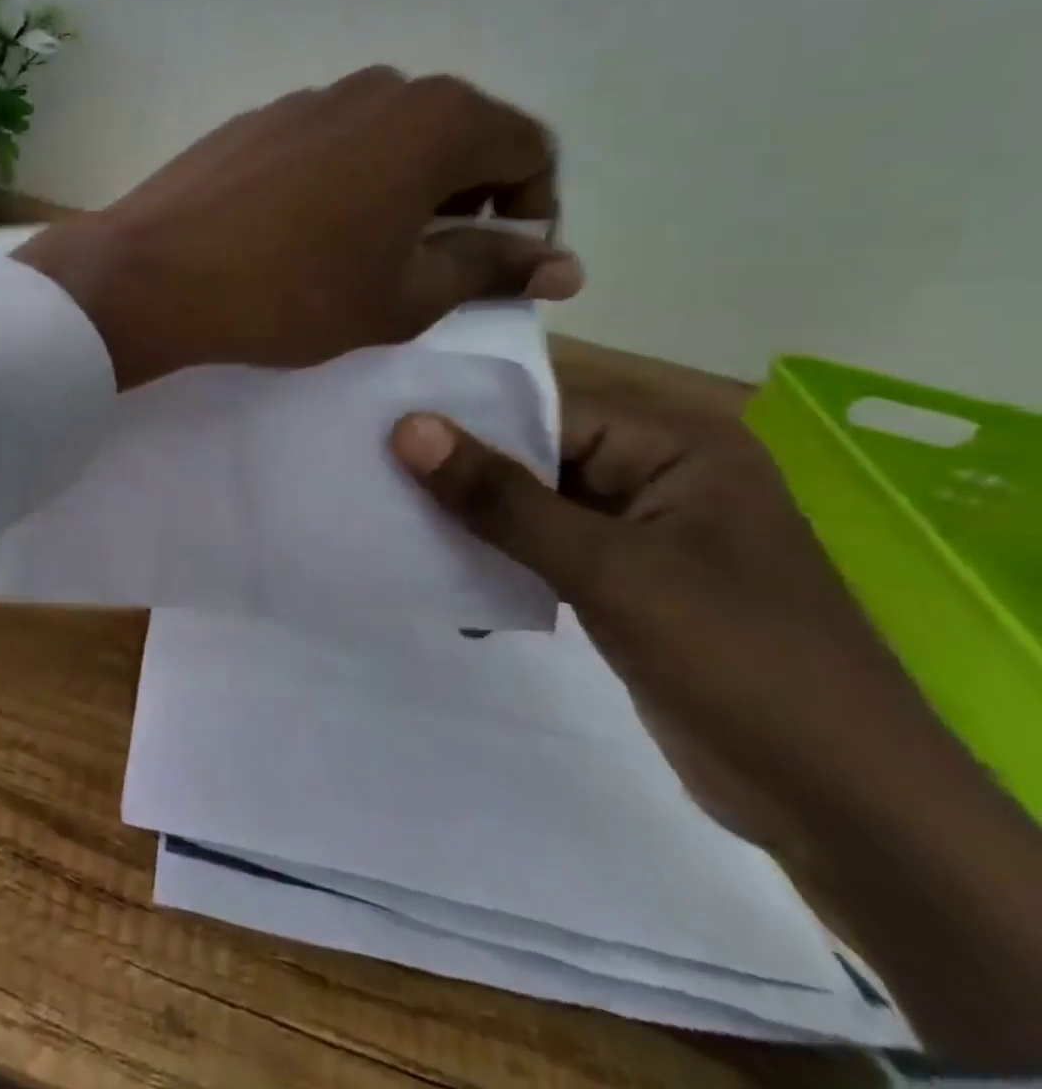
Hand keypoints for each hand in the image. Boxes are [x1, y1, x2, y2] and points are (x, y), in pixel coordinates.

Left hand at [16, 68, 580, 388]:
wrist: (155, 275)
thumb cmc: (293, 293)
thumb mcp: (405, 296)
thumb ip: (489, 269)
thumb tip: (559, 263)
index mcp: (435, 119)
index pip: (527, 152)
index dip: (529, 214)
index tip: (498, 269)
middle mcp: (379, 88)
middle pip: (457, 139)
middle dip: (463, 204)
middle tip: (430, 271)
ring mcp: (309, 99)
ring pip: (388, 142)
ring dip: (401, 194)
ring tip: (363, 257)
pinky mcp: (257, 121)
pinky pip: (329, 147)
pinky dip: (343, 184)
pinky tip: (303, 235)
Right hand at [391, 381, 1041, 1071]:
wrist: (840, 805)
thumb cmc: (733, 658)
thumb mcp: (605, 569)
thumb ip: (502, 497)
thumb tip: (408, 427)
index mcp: (675, 443)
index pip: (546, 407)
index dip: (464, 418)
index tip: (379, 428)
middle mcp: (659, 473)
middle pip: (536, 454)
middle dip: (462, 474)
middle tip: (372, 476)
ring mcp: (643, 531)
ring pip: (534, 504)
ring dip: (474, 522)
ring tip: (394, 526)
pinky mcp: (627, 581)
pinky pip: (545, 549)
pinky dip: (500, 561)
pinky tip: (447, 582)